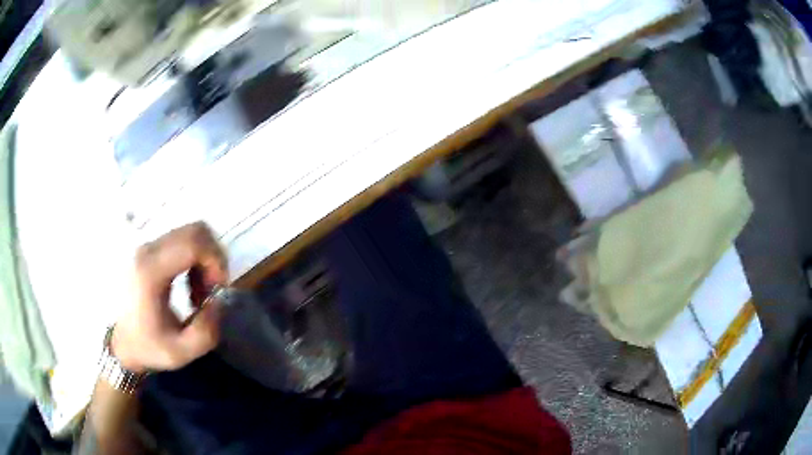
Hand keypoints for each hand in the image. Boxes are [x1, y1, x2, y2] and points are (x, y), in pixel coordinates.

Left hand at [111, 222, 228, 372]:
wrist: (120, 340)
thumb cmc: (147, 346)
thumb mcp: (180, 352)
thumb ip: (206, 332)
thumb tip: (218, 301)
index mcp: (151, 273)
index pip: (193, 243)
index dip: (216, 262)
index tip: (219, 289)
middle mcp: (149, 251)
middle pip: (195, 231)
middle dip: (214, 258)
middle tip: (213, 288)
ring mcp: (149, 247)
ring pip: (191, 234)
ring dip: (205, 259)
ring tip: (201, 290)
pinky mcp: (152, 250)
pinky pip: (183, 241)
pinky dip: (196, 259)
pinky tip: (191, 285)